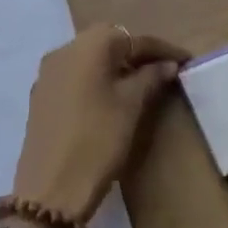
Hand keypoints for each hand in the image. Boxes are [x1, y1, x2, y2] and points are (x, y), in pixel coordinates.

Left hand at [0, 24, 188, 227]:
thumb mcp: (131, 106)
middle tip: (163, 70)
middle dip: (137, 54)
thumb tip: (167, 64)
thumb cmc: (98, 139)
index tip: (186, 60)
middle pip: (108, 42)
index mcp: (88, 45)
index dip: (162, 49)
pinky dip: (96, 79)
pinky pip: (75, 76)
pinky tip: (110, 98)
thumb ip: (151, 77)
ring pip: (89, 58)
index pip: (133, 39)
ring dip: (115, 66)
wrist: (51, 189)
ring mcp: (48, 73)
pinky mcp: (41, 95)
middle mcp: (64, 49)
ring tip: (141, 84)